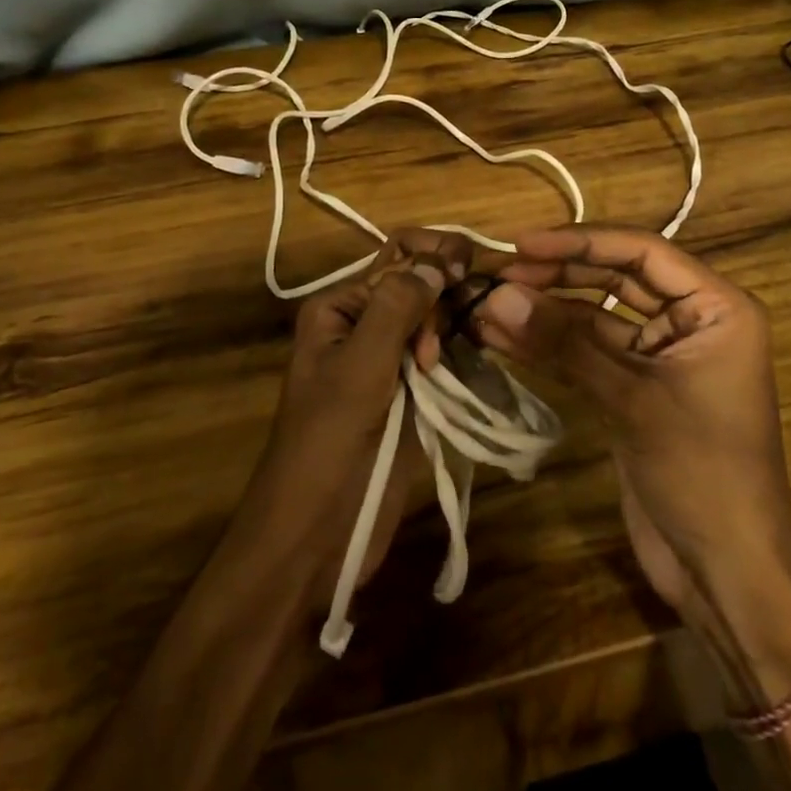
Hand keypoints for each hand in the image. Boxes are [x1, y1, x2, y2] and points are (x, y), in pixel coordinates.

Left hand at [239, 230, 471, 611]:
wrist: (314, 534)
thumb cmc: (330, 442)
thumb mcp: (361, 366)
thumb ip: (397, 307)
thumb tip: (438, 261)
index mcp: (339, 308)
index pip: (396, 260)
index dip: (434, 257)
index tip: (469, 269)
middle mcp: (361, 326)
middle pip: (418, 287)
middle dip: (445, 294)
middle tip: (462, 324)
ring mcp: (386, 362)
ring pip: (433, 322)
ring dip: (453, 324)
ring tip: (460, 350)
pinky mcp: (407, 395)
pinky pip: (439, 357)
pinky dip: (458, 352)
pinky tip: (475, 356)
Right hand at [472, 227, 790, 693]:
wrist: (727, 575)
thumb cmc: (702, 474)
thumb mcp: (634, 400)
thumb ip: (564, 344)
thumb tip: (497, 295)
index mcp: (716, 308)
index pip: (642, 252)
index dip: (581, 242)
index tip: (523, 243)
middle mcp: (691, 321)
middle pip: (617, 278)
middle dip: (559, 274)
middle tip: (501, 273)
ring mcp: (660, 356)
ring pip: (597, 315)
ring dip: (546, 312)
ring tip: (489, 304)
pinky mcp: (635, 389)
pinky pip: (589, 353)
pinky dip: (550, 346)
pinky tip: (504, 337)